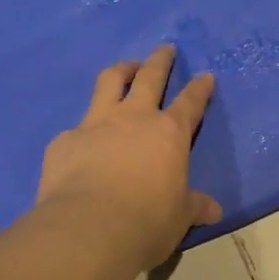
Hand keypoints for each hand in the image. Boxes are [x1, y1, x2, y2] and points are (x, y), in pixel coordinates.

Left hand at [34, 45, 220, 269]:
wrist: (88, 230)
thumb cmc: (147, 221)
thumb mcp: (180, 217)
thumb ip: (194, 206)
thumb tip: (214, 210)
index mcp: (170, 133)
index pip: (191, 102)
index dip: (200, 88)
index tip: (206, 75)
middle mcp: (134, 118)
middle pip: (150, 77)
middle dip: (160, 60)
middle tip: (165, 49)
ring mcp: (96, 124)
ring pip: (109, 83)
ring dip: (121, 71)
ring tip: (126, 68)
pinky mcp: (64, 141)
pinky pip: (76, 127)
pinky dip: (85, 129)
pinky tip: (82, 142)